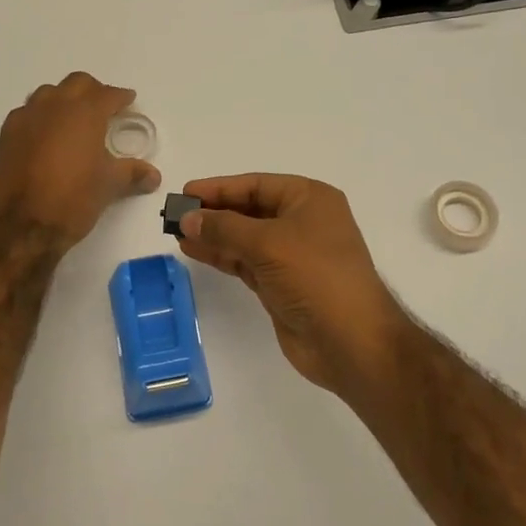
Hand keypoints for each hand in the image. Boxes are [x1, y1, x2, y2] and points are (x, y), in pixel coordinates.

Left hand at [0, 73, 159, 249]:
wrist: (17, 226)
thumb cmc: (71, 200)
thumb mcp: (108, 186)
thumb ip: (132, 174)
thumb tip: (153, 175)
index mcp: (84, 113)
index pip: (107, 94)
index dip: (121, 97)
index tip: (129, 100)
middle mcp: (53, 107)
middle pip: (76, 84)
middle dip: (92, 91)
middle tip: (103, 107)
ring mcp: (25, 119)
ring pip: (47, 94)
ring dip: (63, 99)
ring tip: (72, 119)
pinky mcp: (5, 136)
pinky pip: (27, 114)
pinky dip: (40, 118)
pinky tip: (45, 137)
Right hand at [175, 174, 408, 394]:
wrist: (350, 341)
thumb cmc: (315, 277)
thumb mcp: (268, 244)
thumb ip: (224, 228)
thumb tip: (187, 219)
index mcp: (310, 199)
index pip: (257, 185)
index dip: (220, 188)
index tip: (185, 193)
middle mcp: (302, 222)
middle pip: (249, 209)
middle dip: (213, 212)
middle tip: (174, 215)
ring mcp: (292, 255)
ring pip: (245, 238)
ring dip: (213, 235)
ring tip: (176, 234)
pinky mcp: (282, 284)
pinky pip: (246, 262)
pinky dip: (222, 256)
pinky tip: (195, 251)